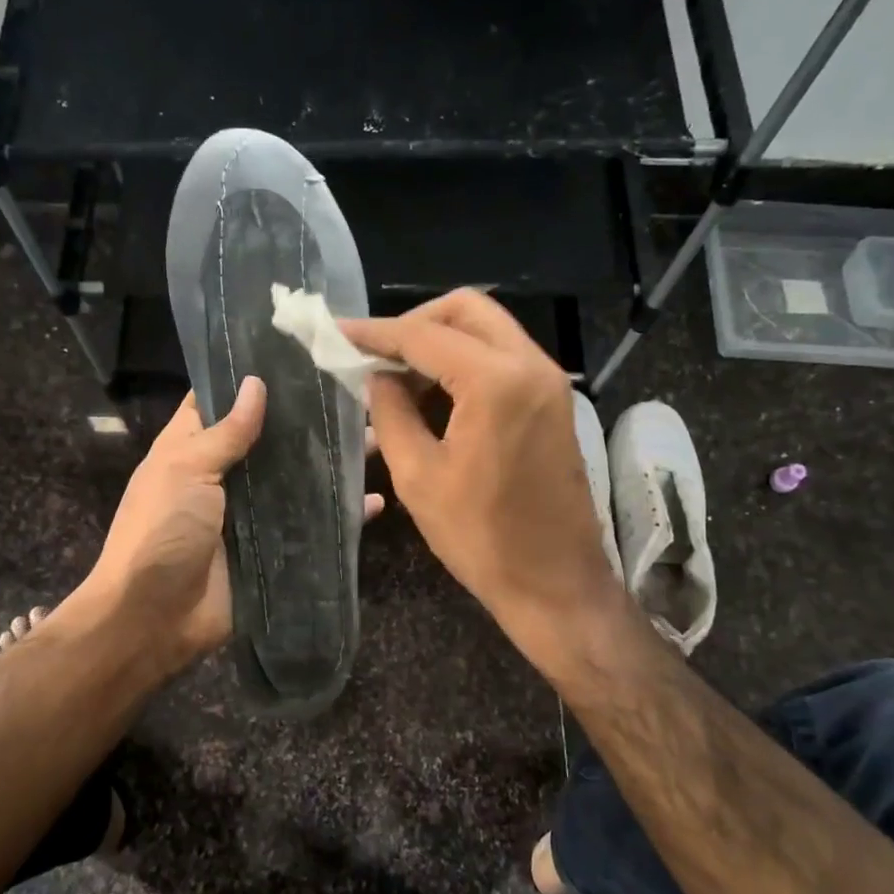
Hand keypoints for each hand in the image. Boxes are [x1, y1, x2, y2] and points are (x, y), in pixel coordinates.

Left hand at [69, 378, 384, 681]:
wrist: (154, 618)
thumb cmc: (161, 530)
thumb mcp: (185, 470)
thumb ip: (226, 432)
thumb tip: (256, 384)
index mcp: (193, 449)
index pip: (223, 401)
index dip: (252, 379)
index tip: (299, 354)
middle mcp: (225, 475)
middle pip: (271, 439)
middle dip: (308, 421)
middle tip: (357, 395)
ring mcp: (252, 513)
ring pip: (298, 479)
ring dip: (333, 462)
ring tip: (378, 437)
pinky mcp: (275, 548)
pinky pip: (314, 525)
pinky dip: (343, 514)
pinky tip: (376, 499)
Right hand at [340, 291, 621, 672]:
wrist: (555, 583)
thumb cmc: (481, 537)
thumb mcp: (418, 476)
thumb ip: (391, 413)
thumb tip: (378, 376)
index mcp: (496, 382)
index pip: (424, 335)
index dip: (375, 332)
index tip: (337, 332)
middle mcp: (531, 365)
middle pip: (466, 310)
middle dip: (414, 323)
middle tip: (375, 354)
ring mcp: (549, 382)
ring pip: (488, 329)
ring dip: (440, 341)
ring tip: (396, 378)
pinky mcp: (553, 401)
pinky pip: (503, 358)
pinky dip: (465, 361)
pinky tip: (432, 393)